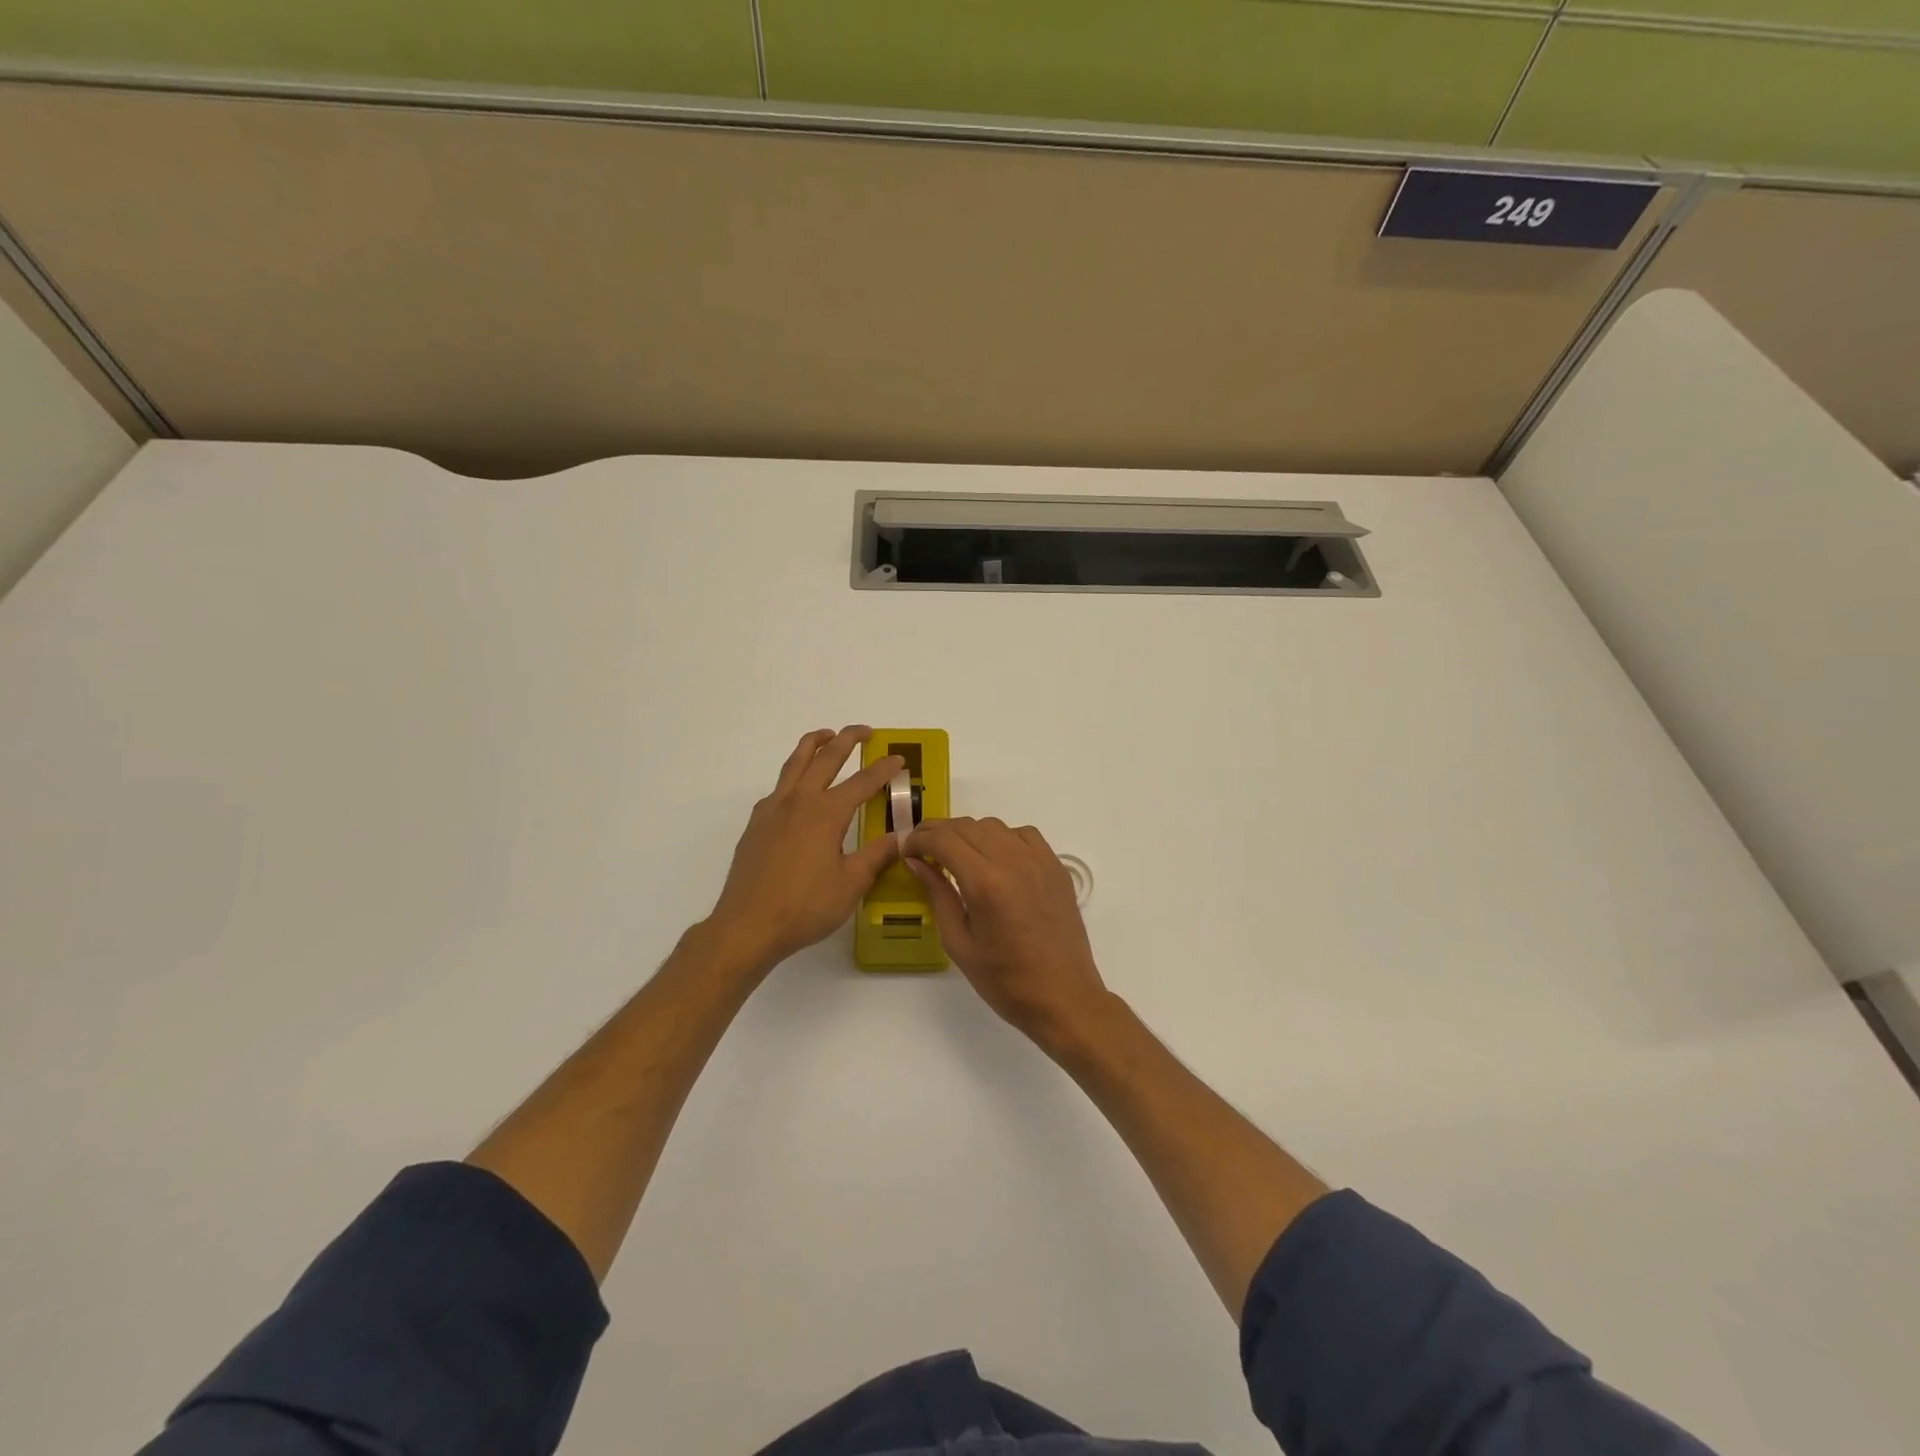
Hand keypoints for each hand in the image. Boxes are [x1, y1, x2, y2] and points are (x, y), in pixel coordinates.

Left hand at [705, 727, 903, 974]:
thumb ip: (876, 855)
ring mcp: (773, 809)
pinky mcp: (756, 824)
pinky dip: (793, 775)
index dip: (883, 768)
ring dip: (813, 744)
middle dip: (847, 740)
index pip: (863, 781)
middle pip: (826, 758)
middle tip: (865, 731)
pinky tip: (798, 788)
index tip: (898, 758)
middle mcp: (799, 801)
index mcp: (827, 813)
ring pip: (795, 763)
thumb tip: (899, 837)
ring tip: (826, 735)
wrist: (748, 925)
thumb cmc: (805, 906)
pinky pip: (778, 787)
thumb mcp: (851, 884)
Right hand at [903, 817, 1109, 1042]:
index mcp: (986, 883)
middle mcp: (1013, 861)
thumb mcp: (959, 943)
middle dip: (938, 832)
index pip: (943, 840)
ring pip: (994, 826)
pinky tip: (995, 859)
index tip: (906, 850)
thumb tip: (917, 862)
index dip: (918, 839)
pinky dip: (1002, 838)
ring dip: (968, 834)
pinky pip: (1023, 835)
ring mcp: (1039, 860)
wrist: (1064, 997)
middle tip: (922, 850)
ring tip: (956, 856)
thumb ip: (938, 895)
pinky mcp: (1055, 866)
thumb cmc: (1005, 981)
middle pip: (966, 826)